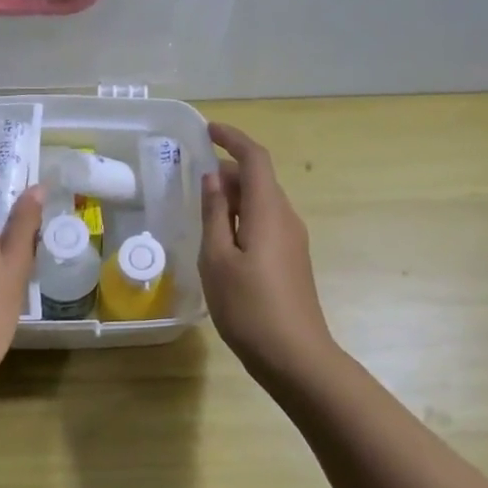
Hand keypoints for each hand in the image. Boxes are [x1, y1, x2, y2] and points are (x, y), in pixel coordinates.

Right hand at [199, 122, 338, 383]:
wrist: (296, 357)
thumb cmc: (249, 307)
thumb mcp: (217, 259)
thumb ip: (215, 214)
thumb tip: (213, 178)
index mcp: (268, 211)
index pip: (255, 159)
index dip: (232, 138)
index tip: (206, 130)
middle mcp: (286, 218)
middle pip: (259, 180)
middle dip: (228, 169)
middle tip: (192, 177)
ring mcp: (292, 240)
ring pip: (261, 202)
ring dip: (233, 196)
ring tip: (201, 208)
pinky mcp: (290, 260)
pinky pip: (265, 223)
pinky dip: (241, 217)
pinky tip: (219, 239)